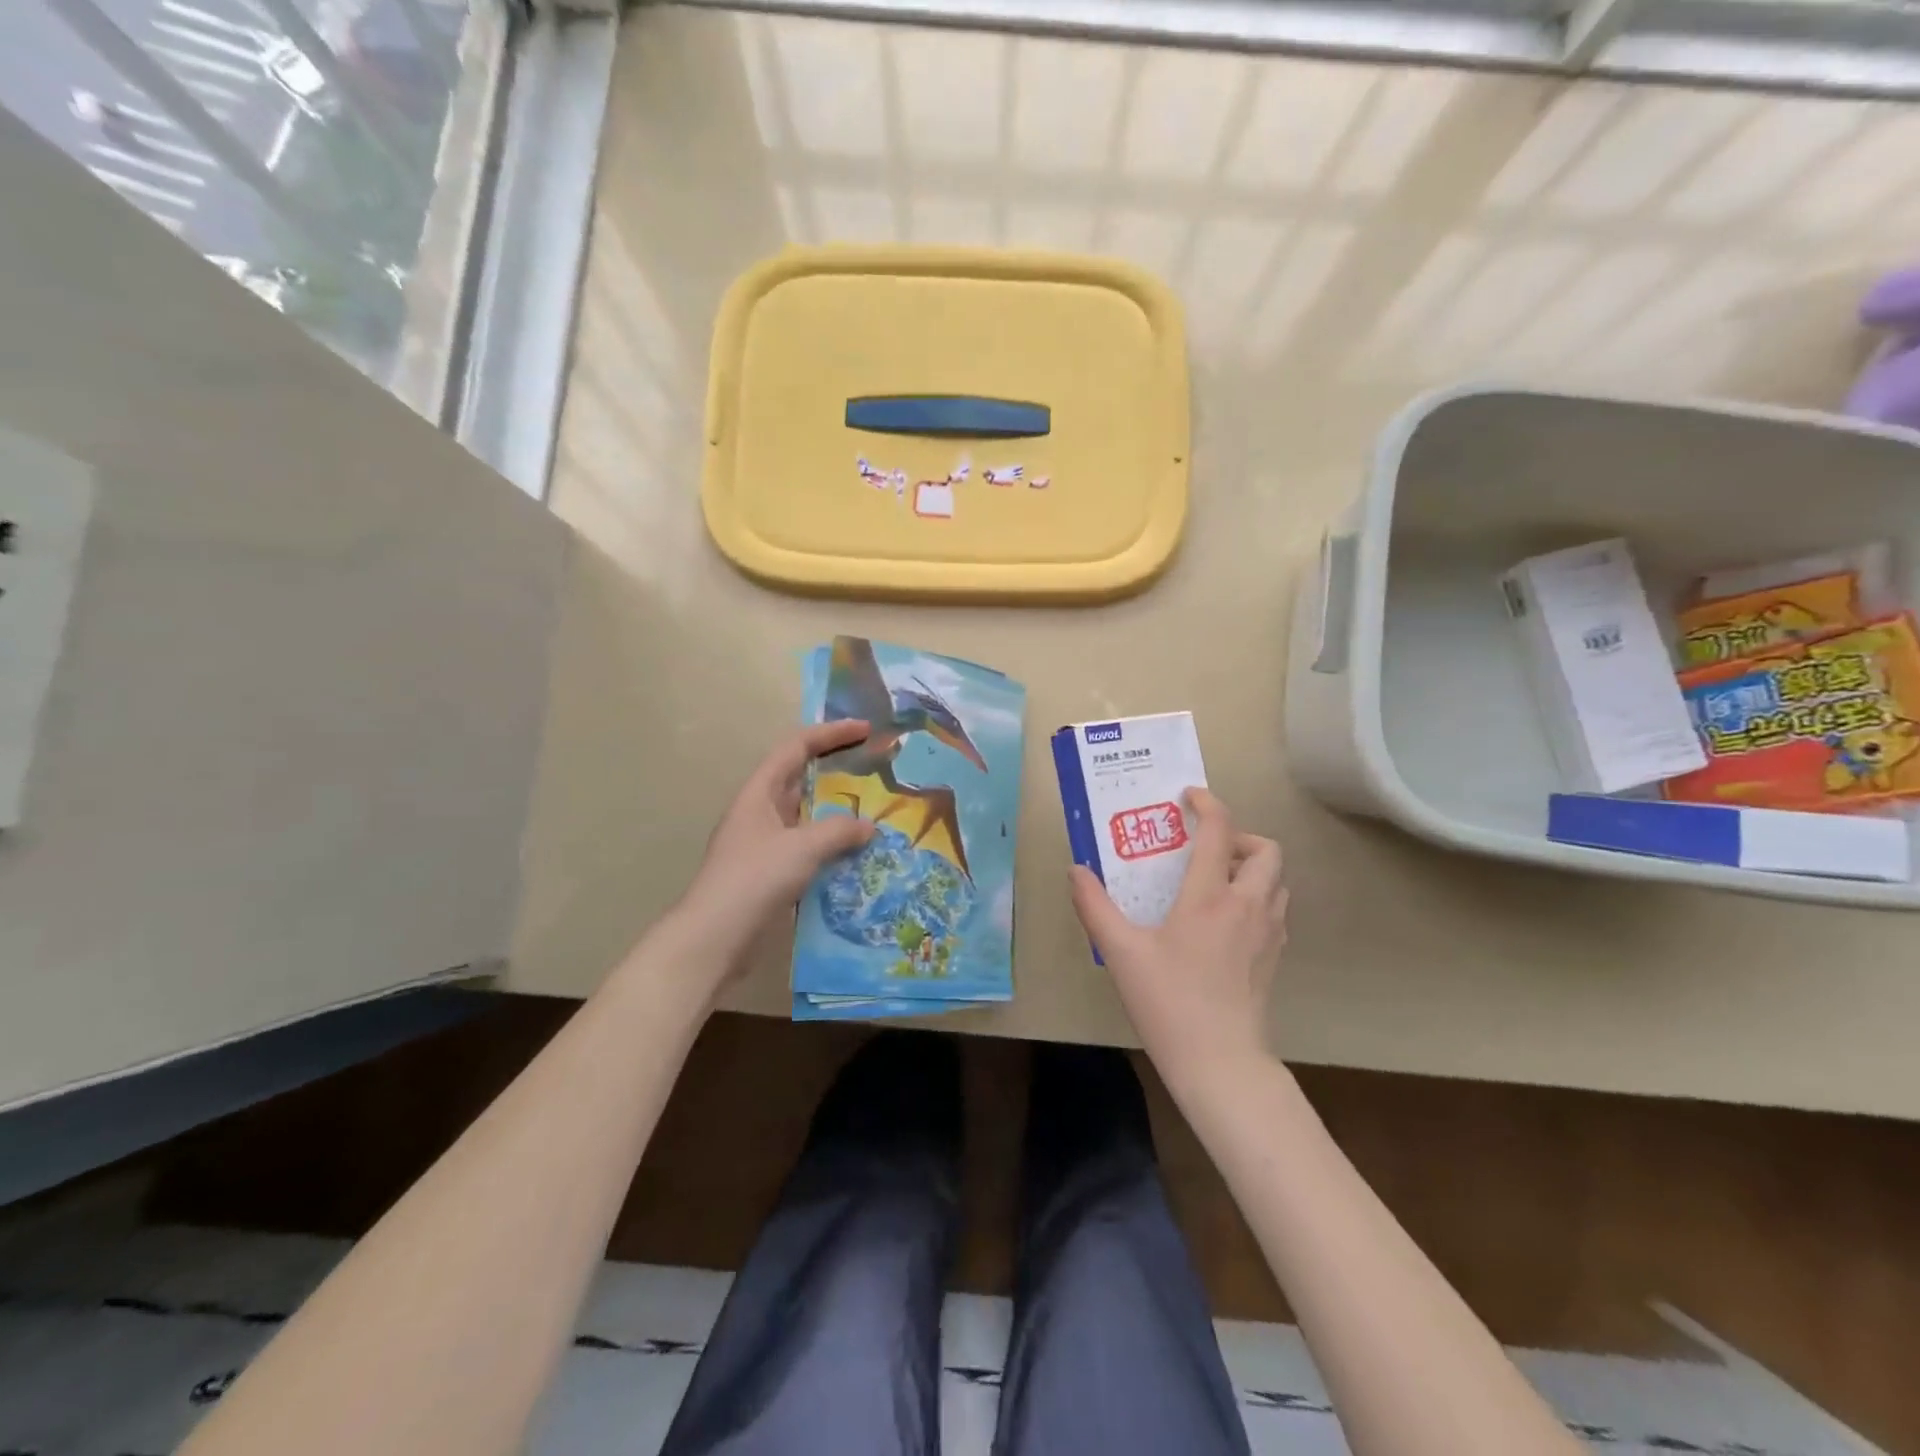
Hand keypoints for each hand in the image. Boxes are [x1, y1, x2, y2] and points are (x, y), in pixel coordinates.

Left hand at [669, 720, 876, 982]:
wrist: (716, 938)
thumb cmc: (755, 879)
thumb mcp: (802, 847)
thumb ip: (839, 831)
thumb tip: (868, 827)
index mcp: (760, 793)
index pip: (796, 747)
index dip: (830, 734)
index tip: (865, 730)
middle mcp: (761, 812)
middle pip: (802, 778)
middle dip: (838, 771)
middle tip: (877, 770)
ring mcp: (766, 844)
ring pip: (808, 816)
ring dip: (839, 813)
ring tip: (877, 812)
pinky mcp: (772, 873)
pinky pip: (809, 848)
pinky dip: (834, 846)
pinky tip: (860, 855)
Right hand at [1069, 788, 1286, 1088]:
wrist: (1221, 1063)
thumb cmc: (1169, 1002)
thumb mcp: (1121, 953)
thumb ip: (1095, 906)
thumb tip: (1076, 870)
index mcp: (1211, 897)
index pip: (1222, 831)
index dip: (1209, 804)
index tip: (1189, 798)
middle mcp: (1248, 906)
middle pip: (1267, 850)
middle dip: (1240, 837)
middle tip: (1206, 850)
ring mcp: (1269, 933)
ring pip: (1277, 880)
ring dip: (1252, 868)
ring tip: (1215, 882)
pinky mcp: (1275, 958)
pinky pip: (1275, 909)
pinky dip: (1257, 898)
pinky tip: (1226, 922)